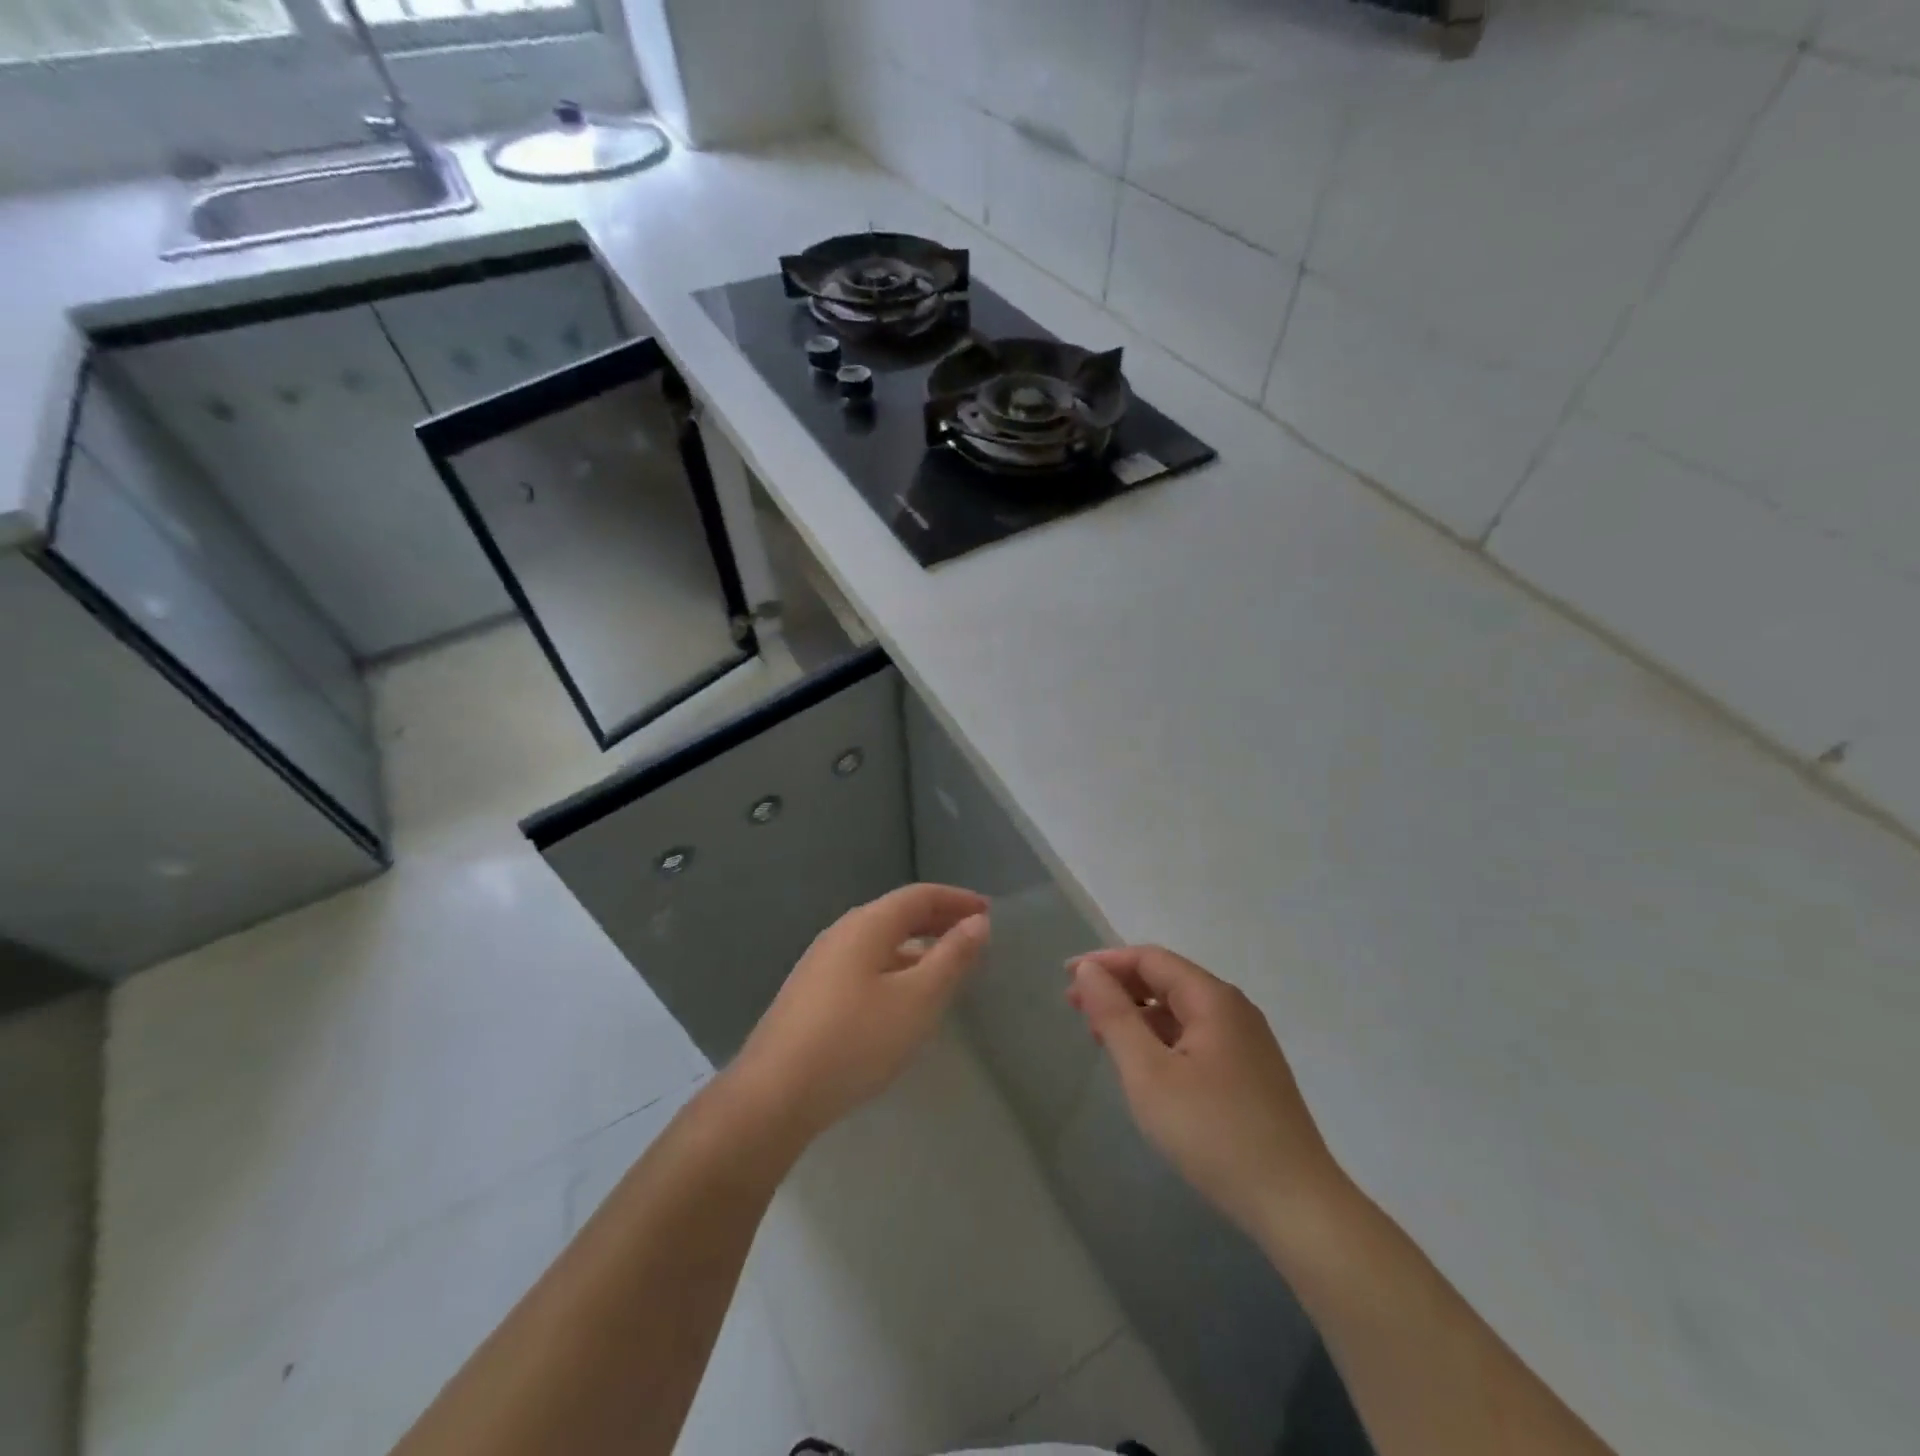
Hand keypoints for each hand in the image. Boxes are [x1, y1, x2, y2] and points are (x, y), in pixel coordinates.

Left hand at [730, 884, 989, 1147]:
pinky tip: (903, 997)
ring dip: (917, 944)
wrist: (774, 1094)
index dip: (956, 899)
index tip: (988, 911)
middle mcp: (841, 933)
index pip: (919, 896)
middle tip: (973, 934)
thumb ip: (951, 958)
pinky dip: (895, 965)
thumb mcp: (917, 1000)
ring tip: (946, 966)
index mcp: (866, 925)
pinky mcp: (812, 993)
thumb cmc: (856, 1040)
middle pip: (897, 914)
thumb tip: (977, 922)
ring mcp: (821, 963)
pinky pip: (865, 963)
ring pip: (880, 941)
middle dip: (938, 919)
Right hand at [1067, 946, 1347, 1237]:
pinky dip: (1161, 1039)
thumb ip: (1114, 1016)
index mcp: (1212, 998)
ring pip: (1181, 1011)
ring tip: (1102, 1037)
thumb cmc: (1213, 1132)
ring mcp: (1247, 1042)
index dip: (1105, 962)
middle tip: (1076, 1008)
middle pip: (1167, 980)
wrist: (1296, 1205)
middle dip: (1119, 988)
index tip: (1067, 977)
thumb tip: (1088, 970)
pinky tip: (1145, 1065)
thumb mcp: (1149, 1073)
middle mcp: (1234, 1009)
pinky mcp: (1251, 1073)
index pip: (1150, 959)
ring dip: (1138, 1015)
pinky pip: (1196, 1037)